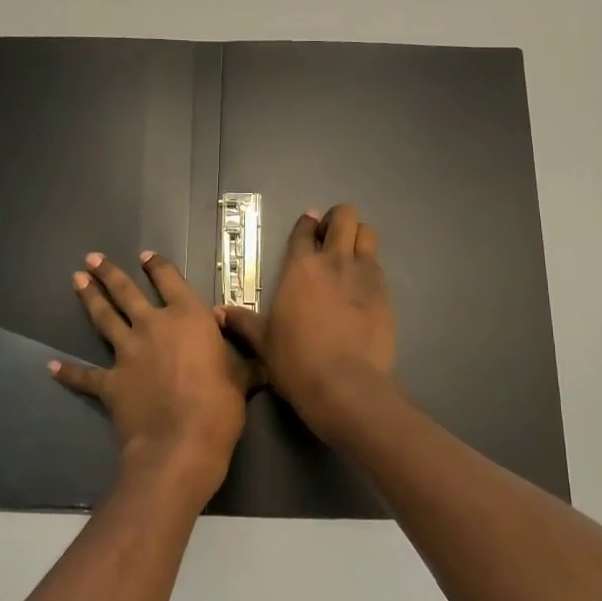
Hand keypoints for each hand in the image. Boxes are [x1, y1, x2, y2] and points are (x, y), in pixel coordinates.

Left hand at [51, 250, 250, 506]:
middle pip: (127, 292)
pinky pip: (85, 376)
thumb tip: (248, 344)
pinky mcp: (110, 382)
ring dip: (90, 298)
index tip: (146, 256)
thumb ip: (242, 355)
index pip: (170, 280)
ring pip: (104, 319)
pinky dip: (68, 372)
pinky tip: (51, 366)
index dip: (158, 266)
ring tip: (76, 280)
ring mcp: (127, 353)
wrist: (180, 443)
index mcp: (188, 317)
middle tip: (92, 258)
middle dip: (109, 273)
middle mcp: (153, 325)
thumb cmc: (220, 405)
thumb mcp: (243, 374)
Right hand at [220, 204, 395, 421]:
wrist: (344, 384)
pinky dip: (370, 267)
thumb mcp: (263, 342)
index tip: (307, 226)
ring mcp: (363, 274)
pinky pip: (378, 265)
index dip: (306, 224)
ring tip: (350, 254)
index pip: (304, 230)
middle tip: (329, 238)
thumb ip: (242, 322)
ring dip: (358, 236)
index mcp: (299, 267)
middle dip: (337, 220)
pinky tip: (362, 286)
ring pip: (367, 233)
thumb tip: (216, 312)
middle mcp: (333, 261)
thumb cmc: (296, 361)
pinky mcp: (385, 293)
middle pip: (343, 216)